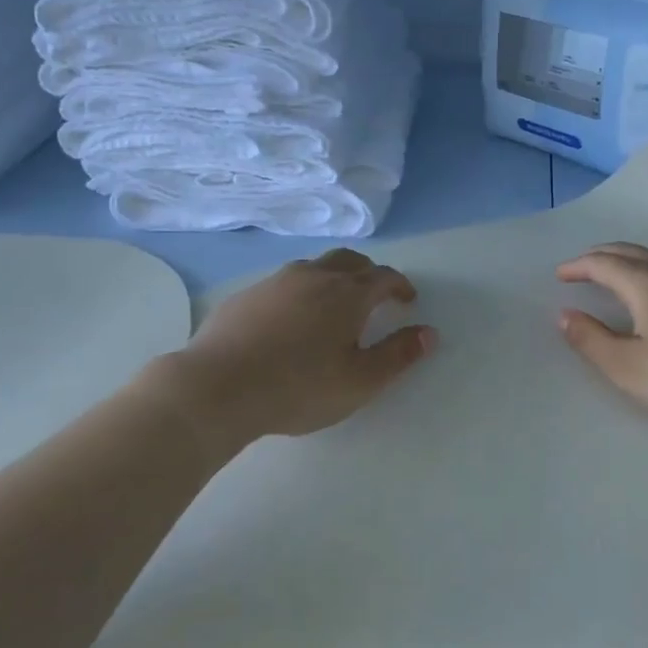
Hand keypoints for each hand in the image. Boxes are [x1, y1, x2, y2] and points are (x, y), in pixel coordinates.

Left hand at [161, 248, 435, 441]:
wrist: (218, 387)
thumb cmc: (299, 387)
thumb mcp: (360, 381)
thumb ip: (398, 355)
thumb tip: (429, 333)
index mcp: (347, 294)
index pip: (383, 277)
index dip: (400, 286)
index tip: (407, 300)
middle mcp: (314, 276)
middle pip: (349, 261)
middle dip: (368, 273)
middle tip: (375, 294)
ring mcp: (276, 282)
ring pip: (314, 266)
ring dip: (332, 277)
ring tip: (333, 303)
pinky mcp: (246, 295)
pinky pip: (284, 283)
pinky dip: (300, 291)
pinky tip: (289, 318)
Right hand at [556, 242, 647, 437]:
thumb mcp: (628, 368)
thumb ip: (591, 340)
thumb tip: (566, 315)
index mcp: (645, 282)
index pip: (602, 264)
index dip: (578, 267)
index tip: (560, 275)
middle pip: (629, 251)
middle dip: (600, 256)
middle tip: (581, 267)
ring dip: (626, 261)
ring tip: (613, 275)